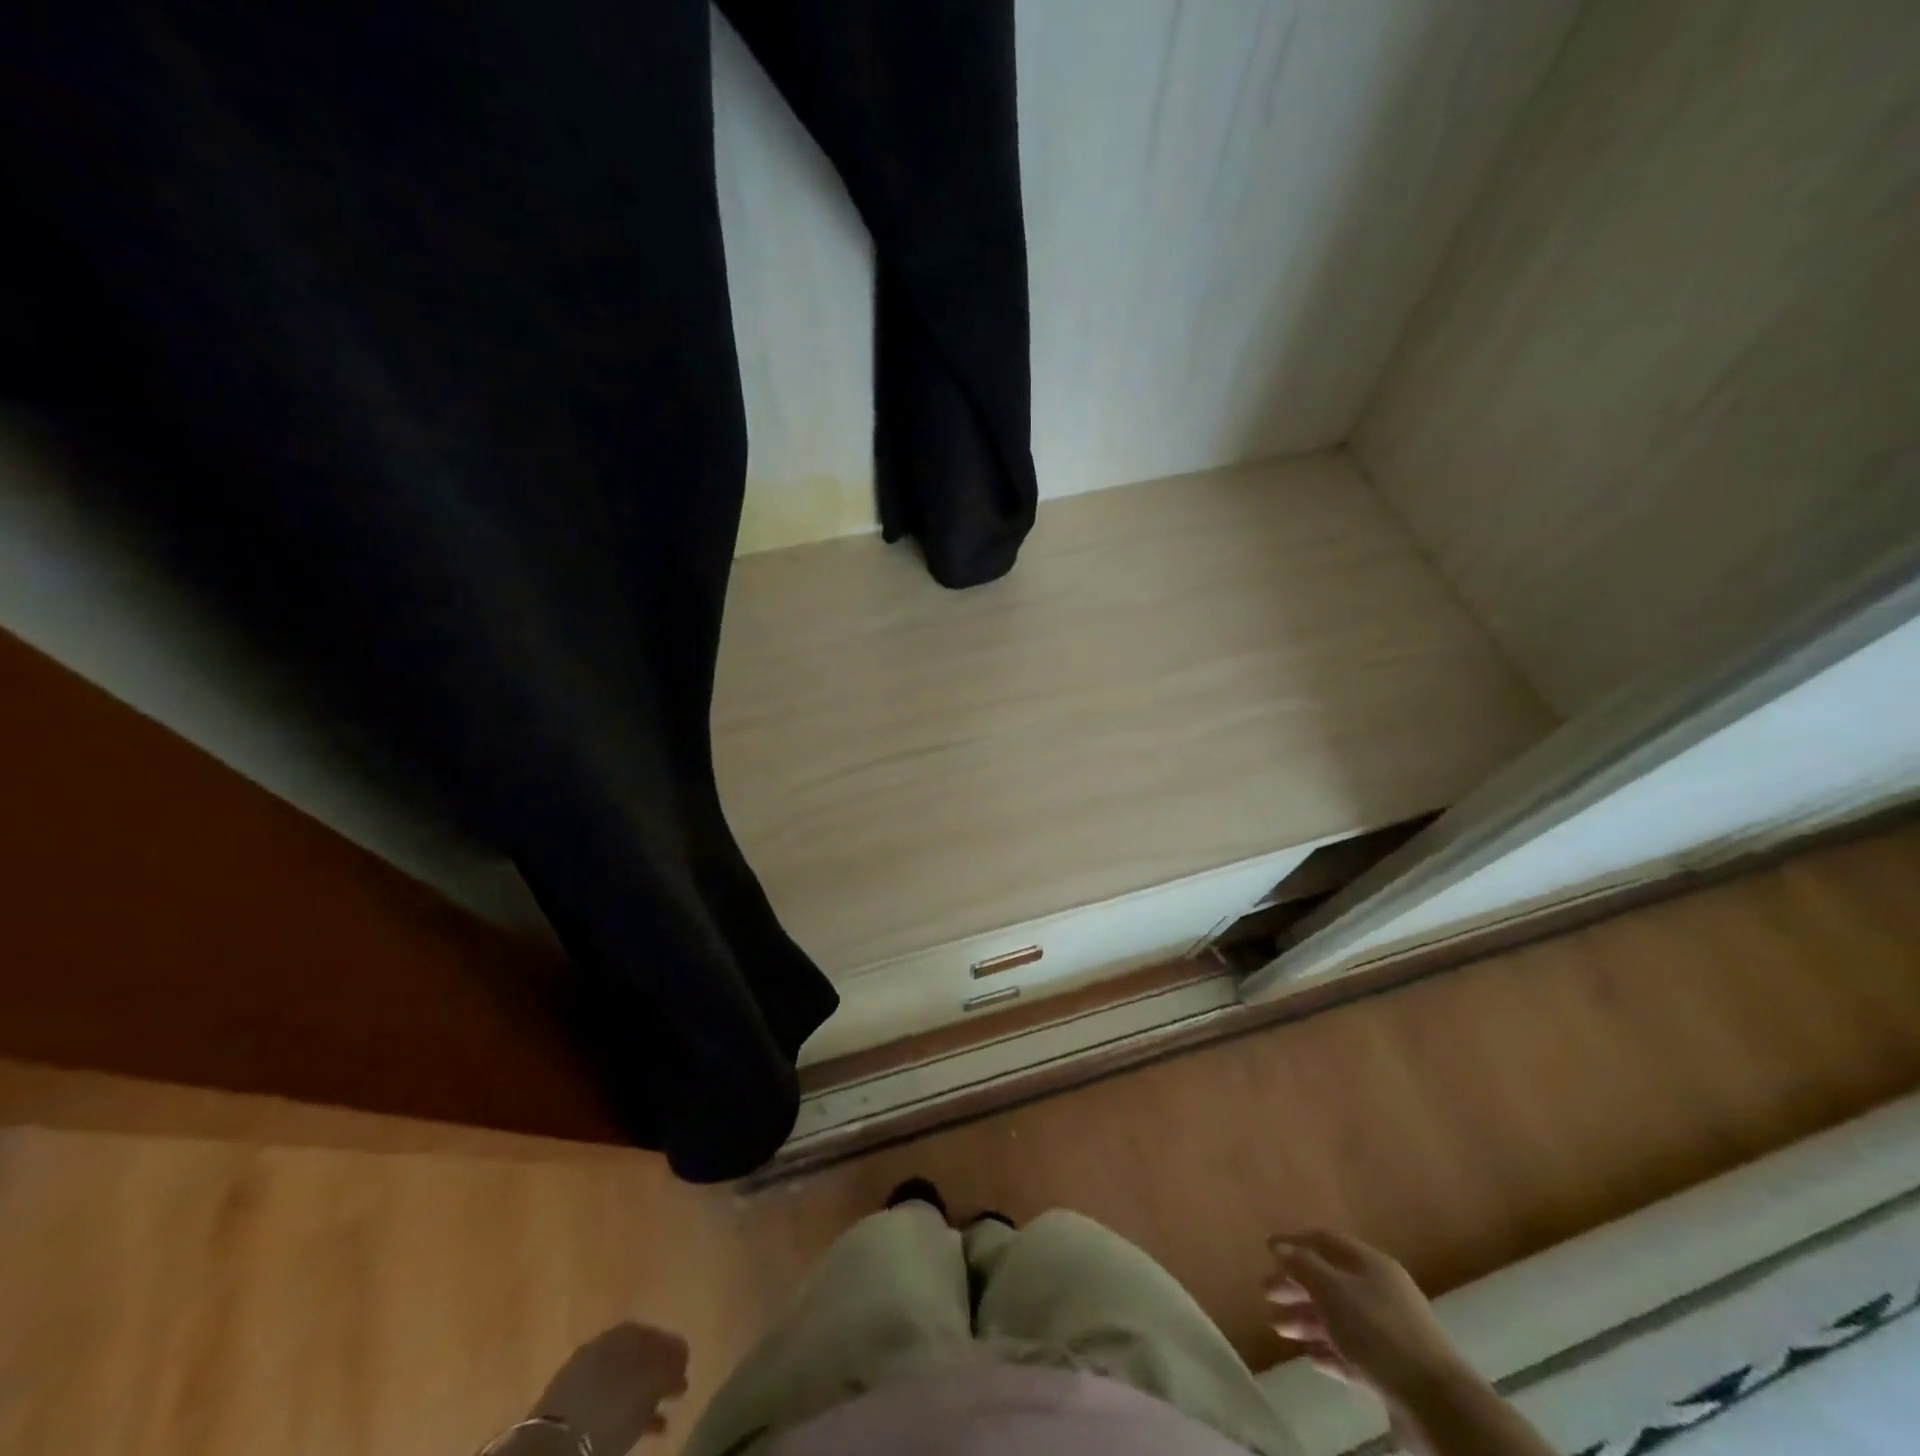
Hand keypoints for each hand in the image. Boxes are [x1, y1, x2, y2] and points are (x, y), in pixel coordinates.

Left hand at [531, 1322, 689, 1455]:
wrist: (553, 1446)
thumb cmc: (611, 1408)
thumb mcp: (651, 1384)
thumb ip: (671, 1364)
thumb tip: (682, 1354)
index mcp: (626, 1331)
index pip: (659, 1335)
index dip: (675, 1353)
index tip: (686, 1372)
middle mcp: (604, 1343)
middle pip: (639, 1356)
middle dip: (658, 1374)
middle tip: (675, 1392)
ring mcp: (583, 1372)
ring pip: (622, 1380)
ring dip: (642, 1396)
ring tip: (659, 1418)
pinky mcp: (567, 1403)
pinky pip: (605, 1401)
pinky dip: (622, 1411)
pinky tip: (632, 1427)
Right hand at [1265, 1230, 1470, 1408]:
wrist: (1437, 1403)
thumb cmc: (1378, 1332)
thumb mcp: (1333, 1291)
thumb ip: (1303, 1265)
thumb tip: (1279, 1246)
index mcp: (1369, 1264)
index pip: (1325, 1241)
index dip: (1294, 1243)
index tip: (1266, 1251)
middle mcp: (1379, 1291)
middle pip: (1329, 1280)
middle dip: (1295, 1286)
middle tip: (1265, 1295)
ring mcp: (1387, 1331)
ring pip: (1338, 1318)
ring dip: (1306, 1321)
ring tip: (1278, 1329)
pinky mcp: (1391, 1368)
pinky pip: (1352, 1352)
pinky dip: (1329, 1351)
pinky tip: (1310, 1358)